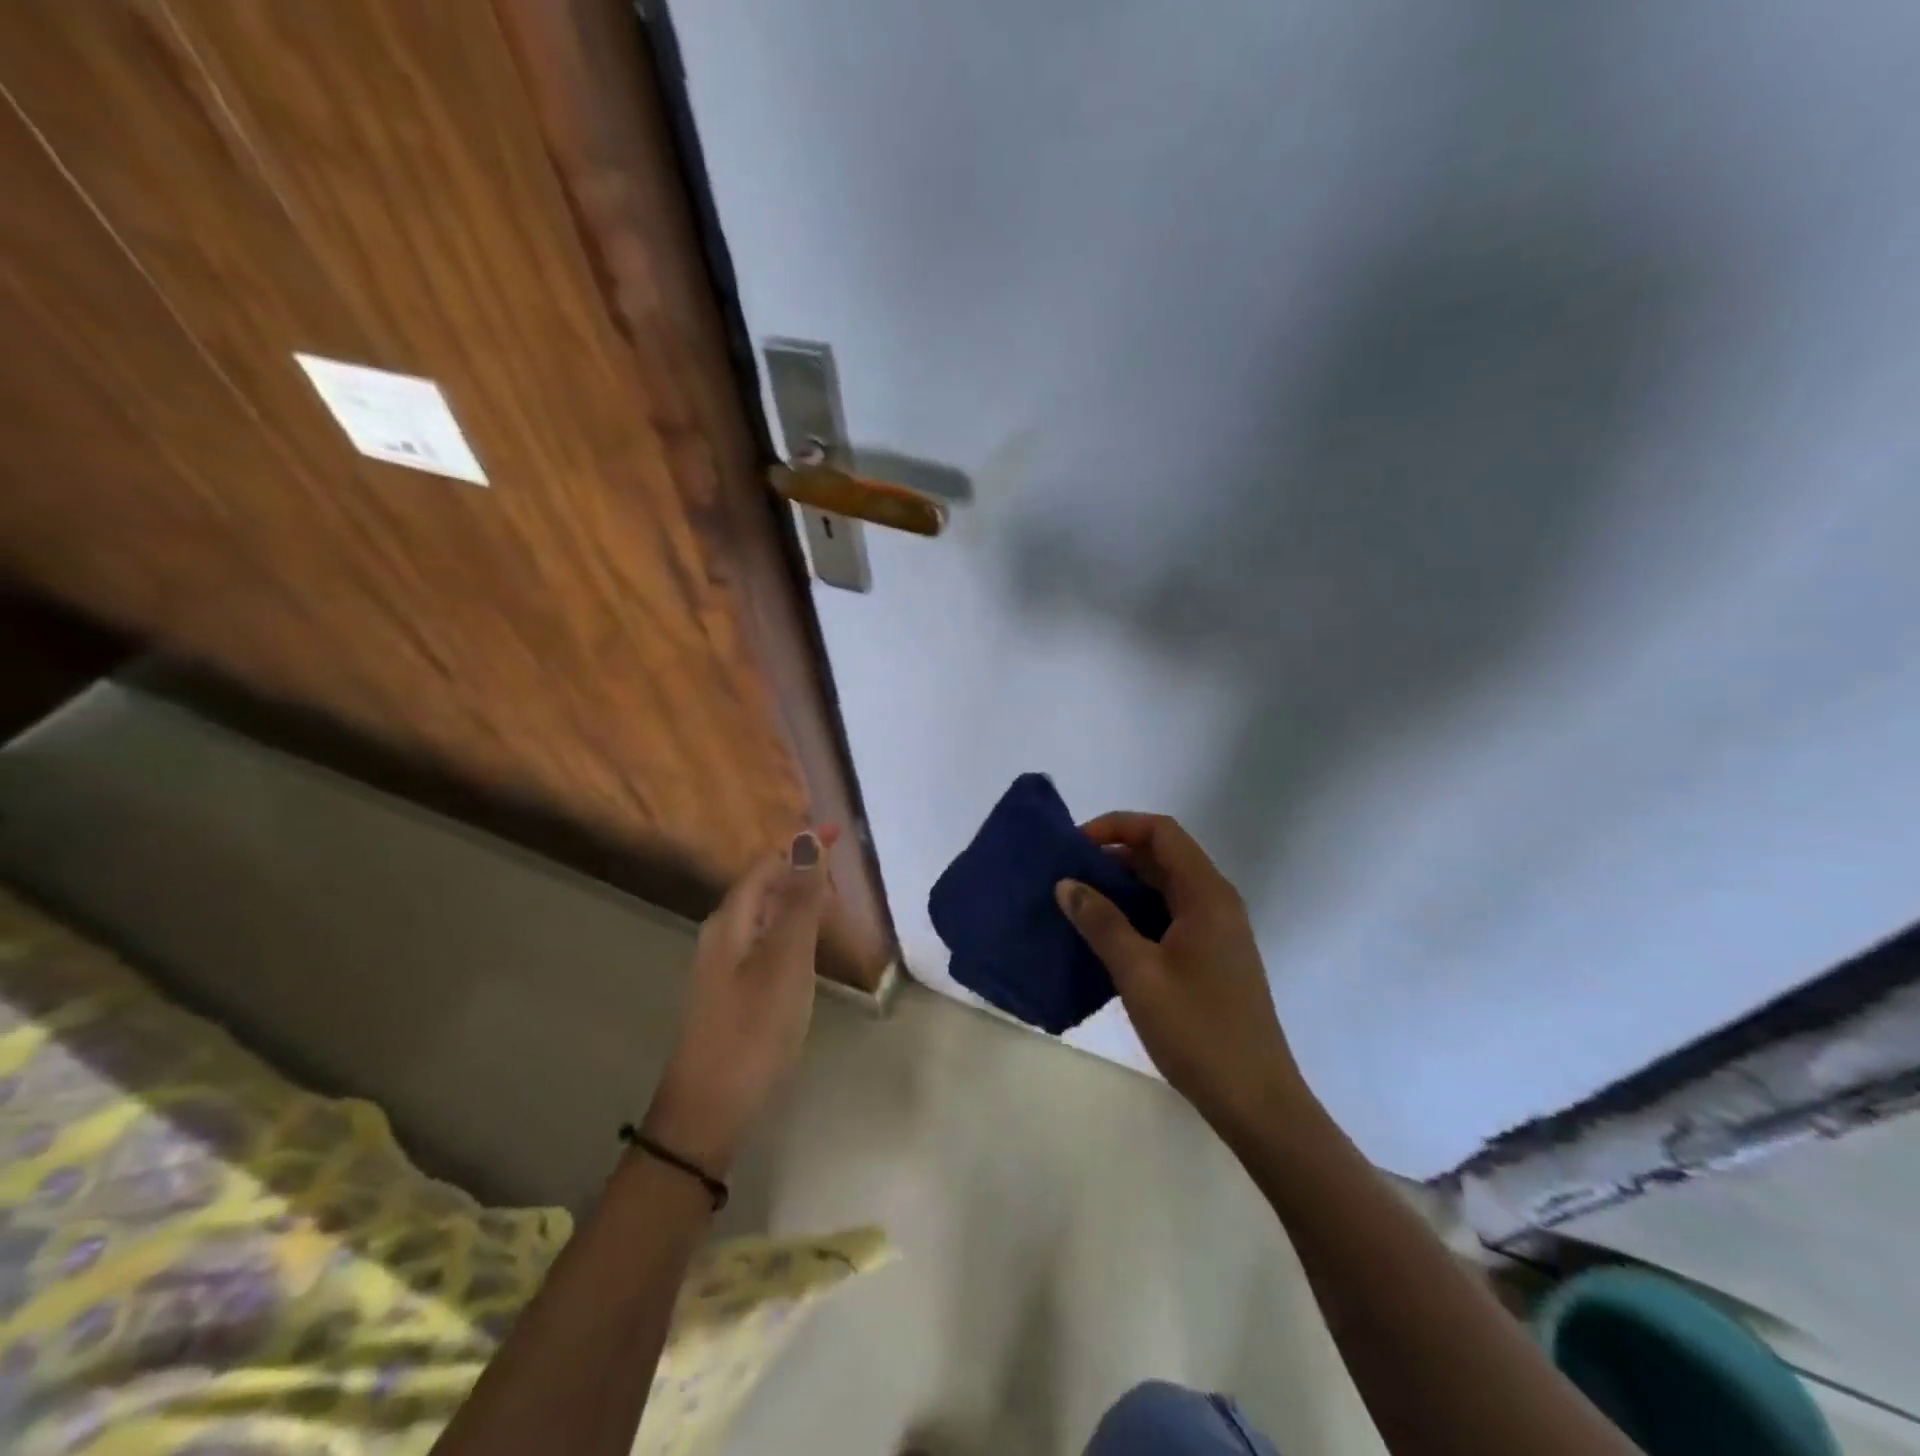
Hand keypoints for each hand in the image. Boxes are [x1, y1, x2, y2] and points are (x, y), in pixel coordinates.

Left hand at [642, 827, 836, 1174]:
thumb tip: (807, 841)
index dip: (801, 845)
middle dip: (803, 872)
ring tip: (837, 910)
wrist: (709, 1112)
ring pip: (766, 917)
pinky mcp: (732, 993)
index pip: (767, 864)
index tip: (839, 832)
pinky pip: (766, 945)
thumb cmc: (753, 1030)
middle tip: (846, 879)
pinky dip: (793, 934)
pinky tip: (811, 952)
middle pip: (765, 887)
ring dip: (800, 903)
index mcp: (731, 921)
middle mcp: (722, 935)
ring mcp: (724, 967)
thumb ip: (800, 902)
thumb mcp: (786, 961)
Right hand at [1056, 813, 1315, 1141]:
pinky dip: (1135, 915)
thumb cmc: (1198, 1031)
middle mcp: (1216, 903)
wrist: (1256, 1101)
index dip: (1117, 826)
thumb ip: (1101, 922)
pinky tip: (1104, 939)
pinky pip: (1168, 917)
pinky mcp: (1211, 958)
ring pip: (1164, 889)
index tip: (1075, 845)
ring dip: (1122, 888)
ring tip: (1077, 904)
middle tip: (1067, 875)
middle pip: (1162, 857)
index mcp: (1206, 895)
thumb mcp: (1139, 973)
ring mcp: (1216, 932)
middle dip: (1113, 857)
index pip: (1162, 832)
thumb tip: (1067, 883)